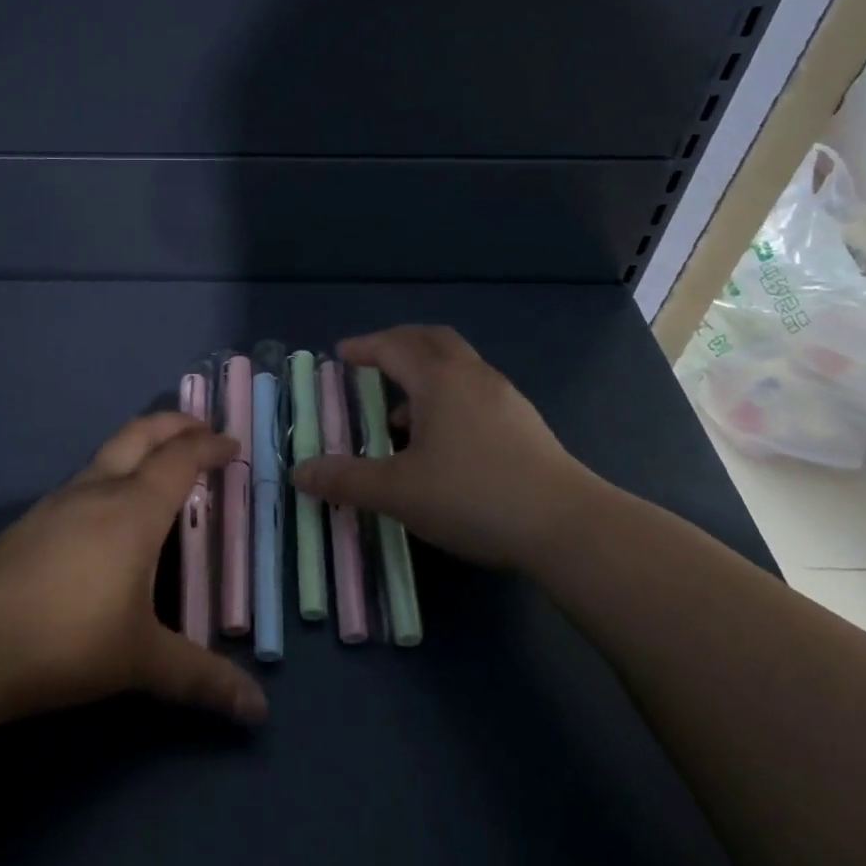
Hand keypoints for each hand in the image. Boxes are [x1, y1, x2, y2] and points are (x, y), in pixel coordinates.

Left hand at [0, 413, 267, 727]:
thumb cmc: (67, 639)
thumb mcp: (141, 661)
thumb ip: (201, 679)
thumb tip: (258, 711)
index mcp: (135, 508)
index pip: (180, 459)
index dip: (209, 446)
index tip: (231, 443)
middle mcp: (98, 489)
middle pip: (141, 434)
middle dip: (174, 423)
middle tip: (199, 427)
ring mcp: (59, 500)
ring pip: (108, 452)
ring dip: (140, 445)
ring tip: (158, 465)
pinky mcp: (32, 521)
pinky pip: (85, 479)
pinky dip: (112, 473)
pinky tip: (106, 511)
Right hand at [292, 325, 601, 572]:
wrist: (567, 525)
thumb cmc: (473, 496)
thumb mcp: (399, 492)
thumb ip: (346, 480)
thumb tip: (299, 472)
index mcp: (438, 378)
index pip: (393, 346)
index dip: (363, 347)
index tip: (341, 354)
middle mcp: (471, 374)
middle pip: (430, 340)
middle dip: (397, 345)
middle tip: (372, 363)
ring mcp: (504, 395)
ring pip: (456, 365)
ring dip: (424, 374)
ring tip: (401, 414)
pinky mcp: (524, 421)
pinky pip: (474, 389)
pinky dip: (448, 396)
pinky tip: (444, 440)